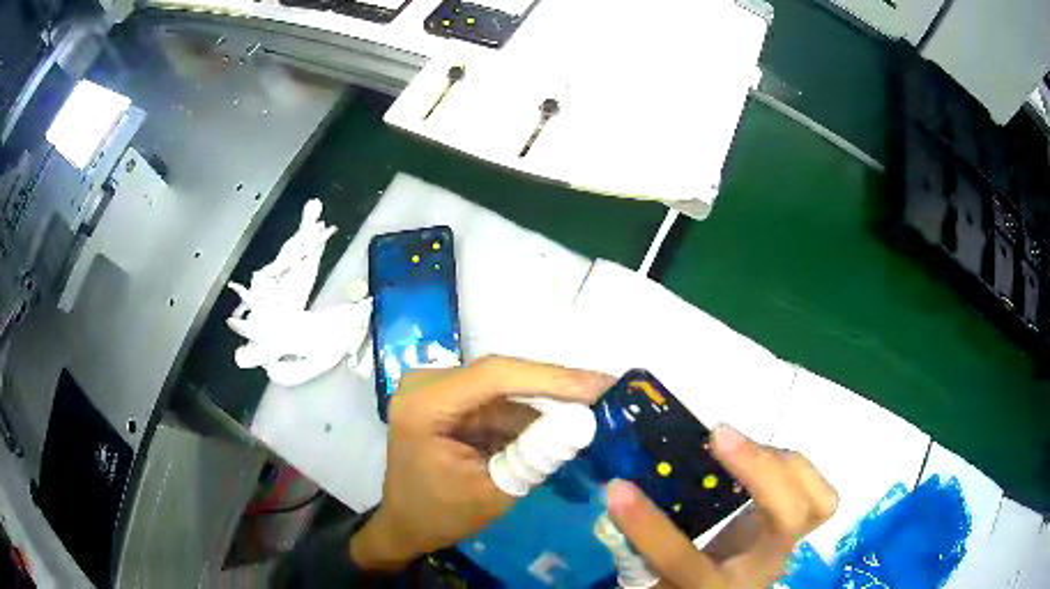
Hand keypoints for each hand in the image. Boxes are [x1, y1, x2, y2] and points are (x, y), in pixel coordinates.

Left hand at [350, 356, 613, 570]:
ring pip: (506, 388)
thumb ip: (536, 457)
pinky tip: (563, 421)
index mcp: (424, 405)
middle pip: (503, 376)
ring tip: (596, 406)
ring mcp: (439, 389)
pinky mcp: (452, 400)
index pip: (495, 377)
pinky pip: (499, 401)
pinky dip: (530, 415)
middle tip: (608, 391)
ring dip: (547, 402)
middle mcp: (427, 384)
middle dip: (556, 387)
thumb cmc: (439, 515)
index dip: (552, 378)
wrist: (406, 525)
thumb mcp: (492, 493)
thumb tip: (585, 423)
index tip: (602, 383)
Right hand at [608, 425, 836, 587]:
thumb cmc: (688, 586)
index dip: (650, 528)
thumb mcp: (654, 578)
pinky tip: (761, 455)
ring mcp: (787, 545)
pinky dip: (795, 466)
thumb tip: (615, 492)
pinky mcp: (800, 525)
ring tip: (738, 442)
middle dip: (759, 470)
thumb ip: (636, 546)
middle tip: (717, 434)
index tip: (618, 489)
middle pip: (786, 522)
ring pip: (817, 502)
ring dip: (782, 460)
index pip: (681, 562)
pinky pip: (818, 494)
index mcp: (709, 587)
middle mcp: (759, 568)